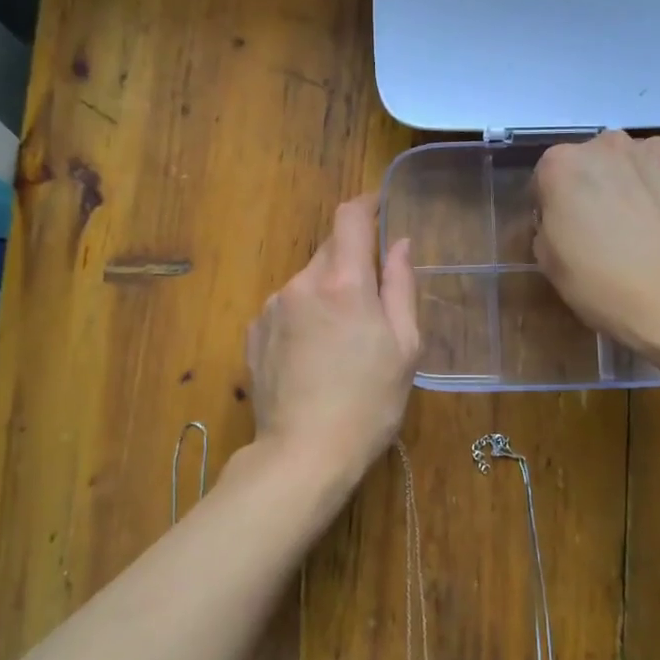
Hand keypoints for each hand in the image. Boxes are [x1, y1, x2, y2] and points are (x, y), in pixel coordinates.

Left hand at [244, 195, 420, 480]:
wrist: (303, 454)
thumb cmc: (369, 403)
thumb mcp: (405, 347)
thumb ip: (401, 286)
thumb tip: (399, 243)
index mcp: (344, 282)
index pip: (349, 217)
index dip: (366, 204)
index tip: (379, 209)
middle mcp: (301, 283)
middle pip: (330, 249)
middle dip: (352, 260)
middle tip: (373, 298)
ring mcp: (271, 307)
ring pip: (307, 280)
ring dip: (327, 291)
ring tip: (341, 340)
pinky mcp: (254, 332)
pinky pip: (286, 306)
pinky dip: (303, 315)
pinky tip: (313, 355)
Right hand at [531, 131, 659, 345]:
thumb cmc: (602, 282)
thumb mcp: (550, 262)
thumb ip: (549, 225)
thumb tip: (565, 219)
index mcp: (562, 164)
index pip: (547, 175)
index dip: (553, 204)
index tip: (564, 230)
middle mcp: (607, 145)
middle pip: (593, 161)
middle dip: (595, 186)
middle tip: (604, 227)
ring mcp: (656, 151)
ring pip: (634, 164)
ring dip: (632, 184)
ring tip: (644, 227)